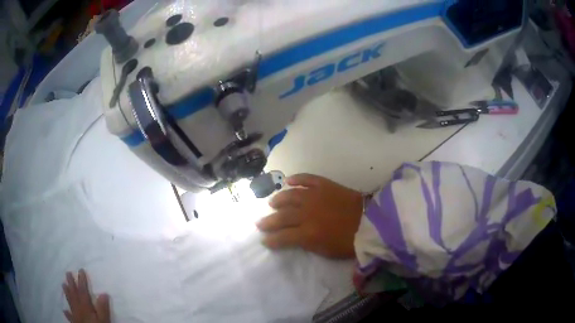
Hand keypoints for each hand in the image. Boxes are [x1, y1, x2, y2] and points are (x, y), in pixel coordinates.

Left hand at [62, 269, 110, 322]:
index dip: (82, 280)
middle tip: (67, 273)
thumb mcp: (104, 320)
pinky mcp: (74, 322)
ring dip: (67, 293)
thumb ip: (103, 308)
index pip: (83, 291)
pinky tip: (64, 310)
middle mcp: (78, 308)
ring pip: (70, 302)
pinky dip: (67, 312)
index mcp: (85, 306)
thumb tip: (103, 293)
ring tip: (63, 284)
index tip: (81, 270)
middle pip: (74, 294)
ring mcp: (75, 315)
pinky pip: (70, 316)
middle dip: (71, 283)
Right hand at [257, 174, 362, 258]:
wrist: (370, 222)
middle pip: (282, 217)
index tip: (264, 240)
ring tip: (272, 203)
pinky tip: (288, 181)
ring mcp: (315, 196)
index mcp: (308, 234)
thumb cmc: (349, 241)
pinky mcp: (325, 185)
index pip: (282, 237)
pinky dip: (297, 179)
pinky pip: (307, 179)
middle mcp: (307, 213)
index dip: (271, 239)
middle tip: (260, 222)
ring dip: (279, 199)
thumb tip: (293, 238)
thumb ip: (306, 244)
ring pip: (290, 196)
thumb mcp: (326, 251)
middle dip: (268, 221)